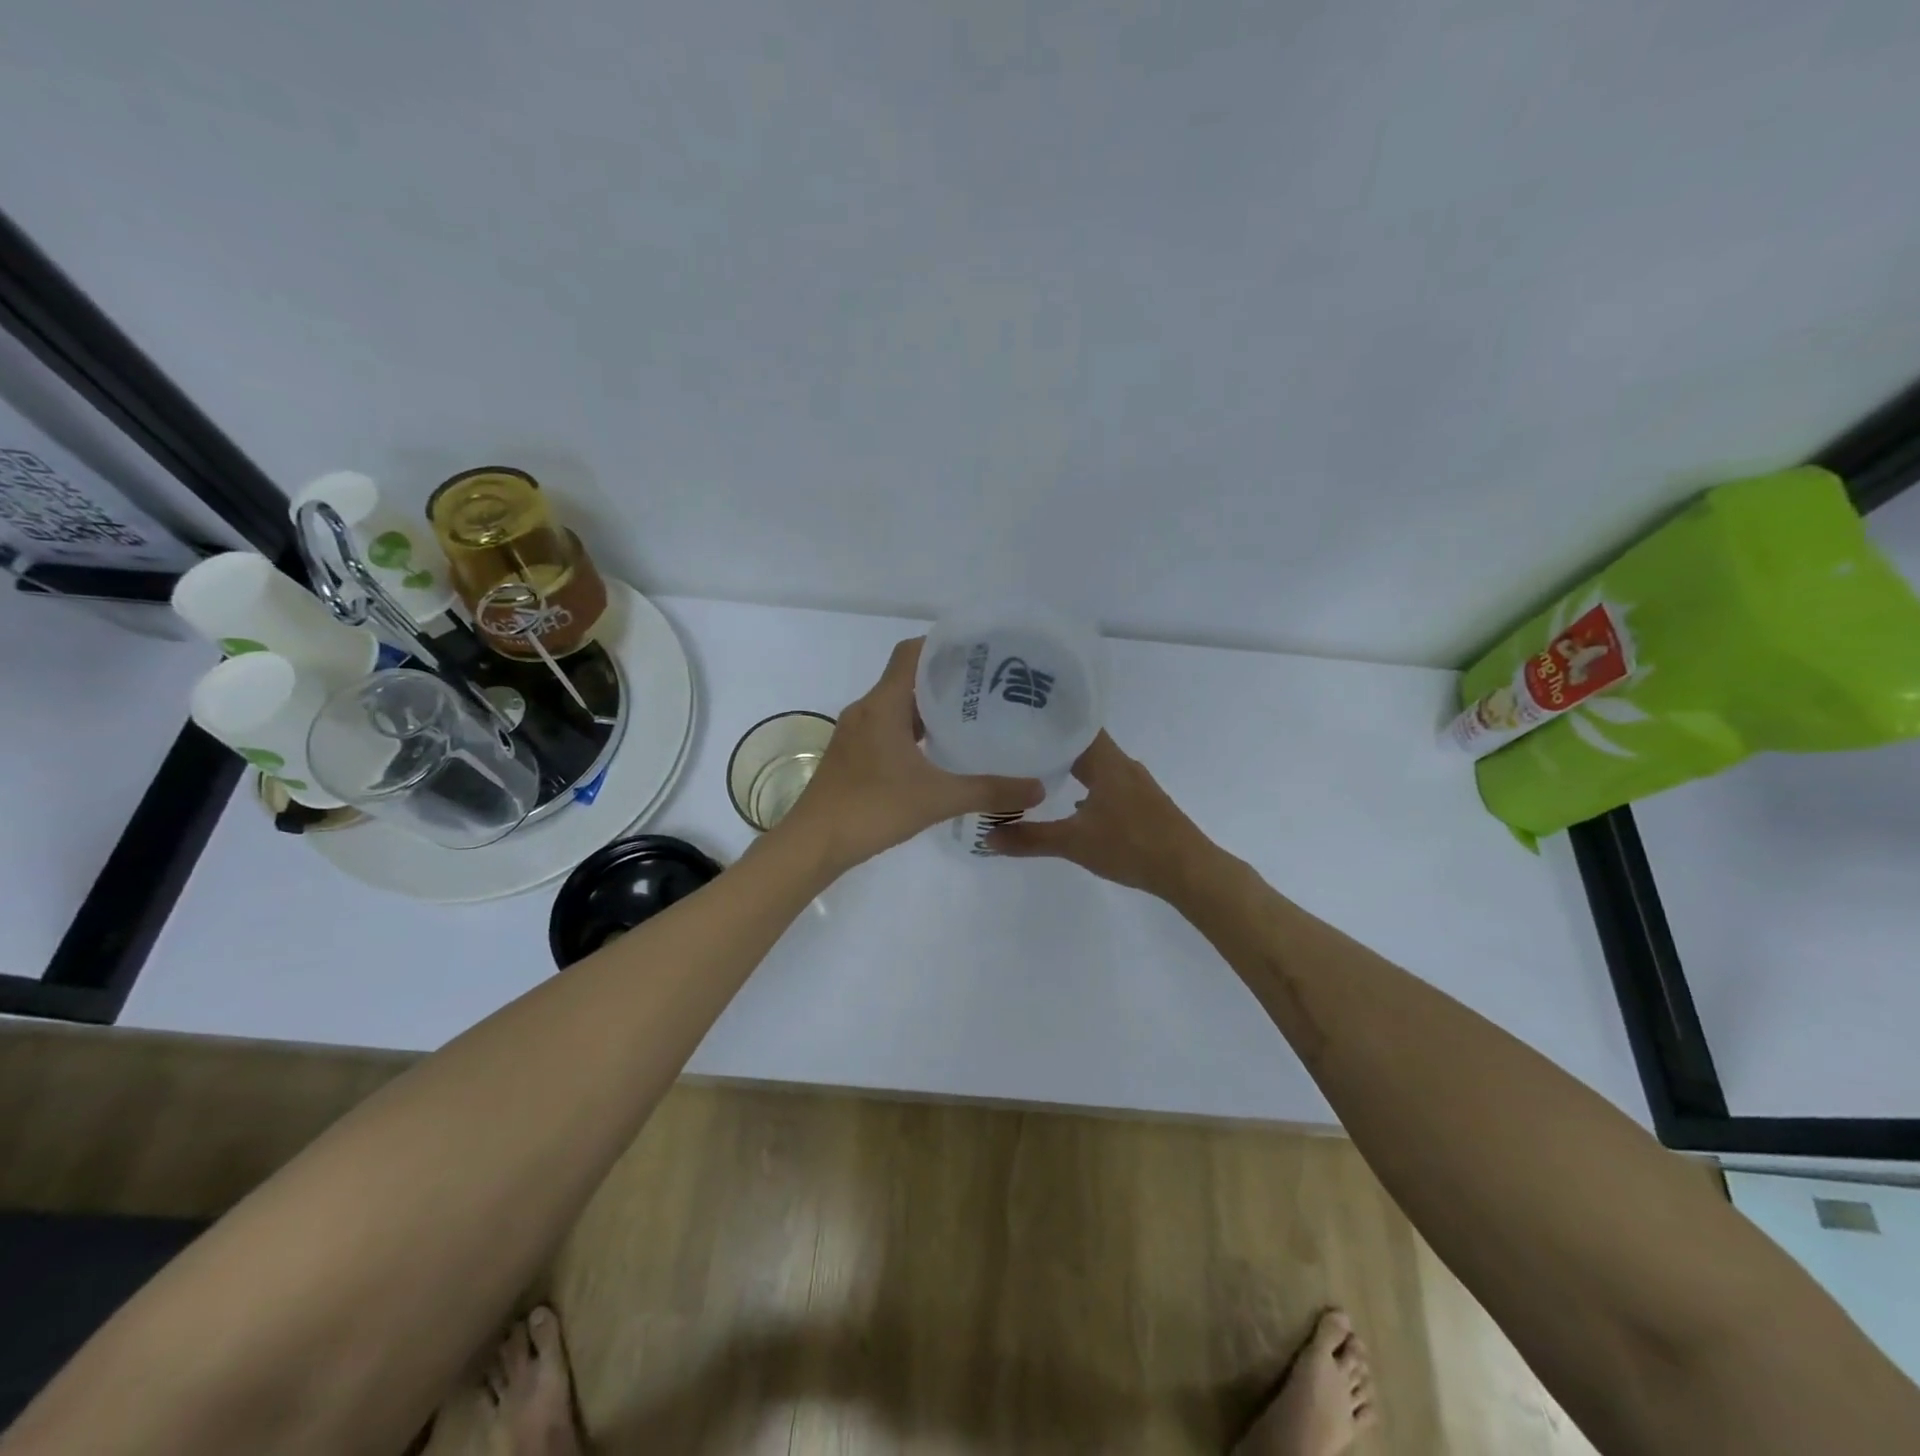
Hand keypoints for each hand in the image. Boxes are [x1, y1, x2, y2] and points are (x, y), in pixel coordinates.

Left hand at [777, 638, 1043, 870]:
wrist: (813, 844)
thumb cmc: (873, 809)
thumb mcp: (938, 798)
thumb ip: (990, 791)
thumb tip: (1038, 789)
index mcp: (883, 704)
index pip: (911, 653)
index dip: (943, 645)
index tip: (979, 652)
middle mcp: (866, 710)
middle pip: (906, 677)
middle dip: (945, 677)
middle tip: (987, 687)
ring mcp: (855, 733)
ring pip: (896, 706)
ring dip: (928, 706)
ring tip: (970, 716)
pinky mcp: (851, 756)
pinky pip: (887, 728)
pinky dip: (913, 730)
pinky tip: (937, 752)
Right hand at [986, 731, 1214, 897]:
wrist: (1189, 871)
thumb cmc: (1131, 846)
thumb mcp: (1074, 843)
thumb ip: (1030, 838)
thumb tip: (987, 836)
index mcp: (1107, 761)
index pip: (1076, 724)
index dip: (1050, 718)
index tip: (1020, 716)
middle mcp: (1123, 765)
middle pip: (1084, 744)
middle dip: (1054, 745)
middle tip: (1018, 745)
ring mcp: (1136, 785)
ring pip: (1098, 766)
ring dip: (1072, 767)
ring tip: (1038, 773)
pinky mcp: (1144, 804)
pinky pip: (1108, 784)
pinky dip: (1088, 787)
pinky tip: (1073, 805)